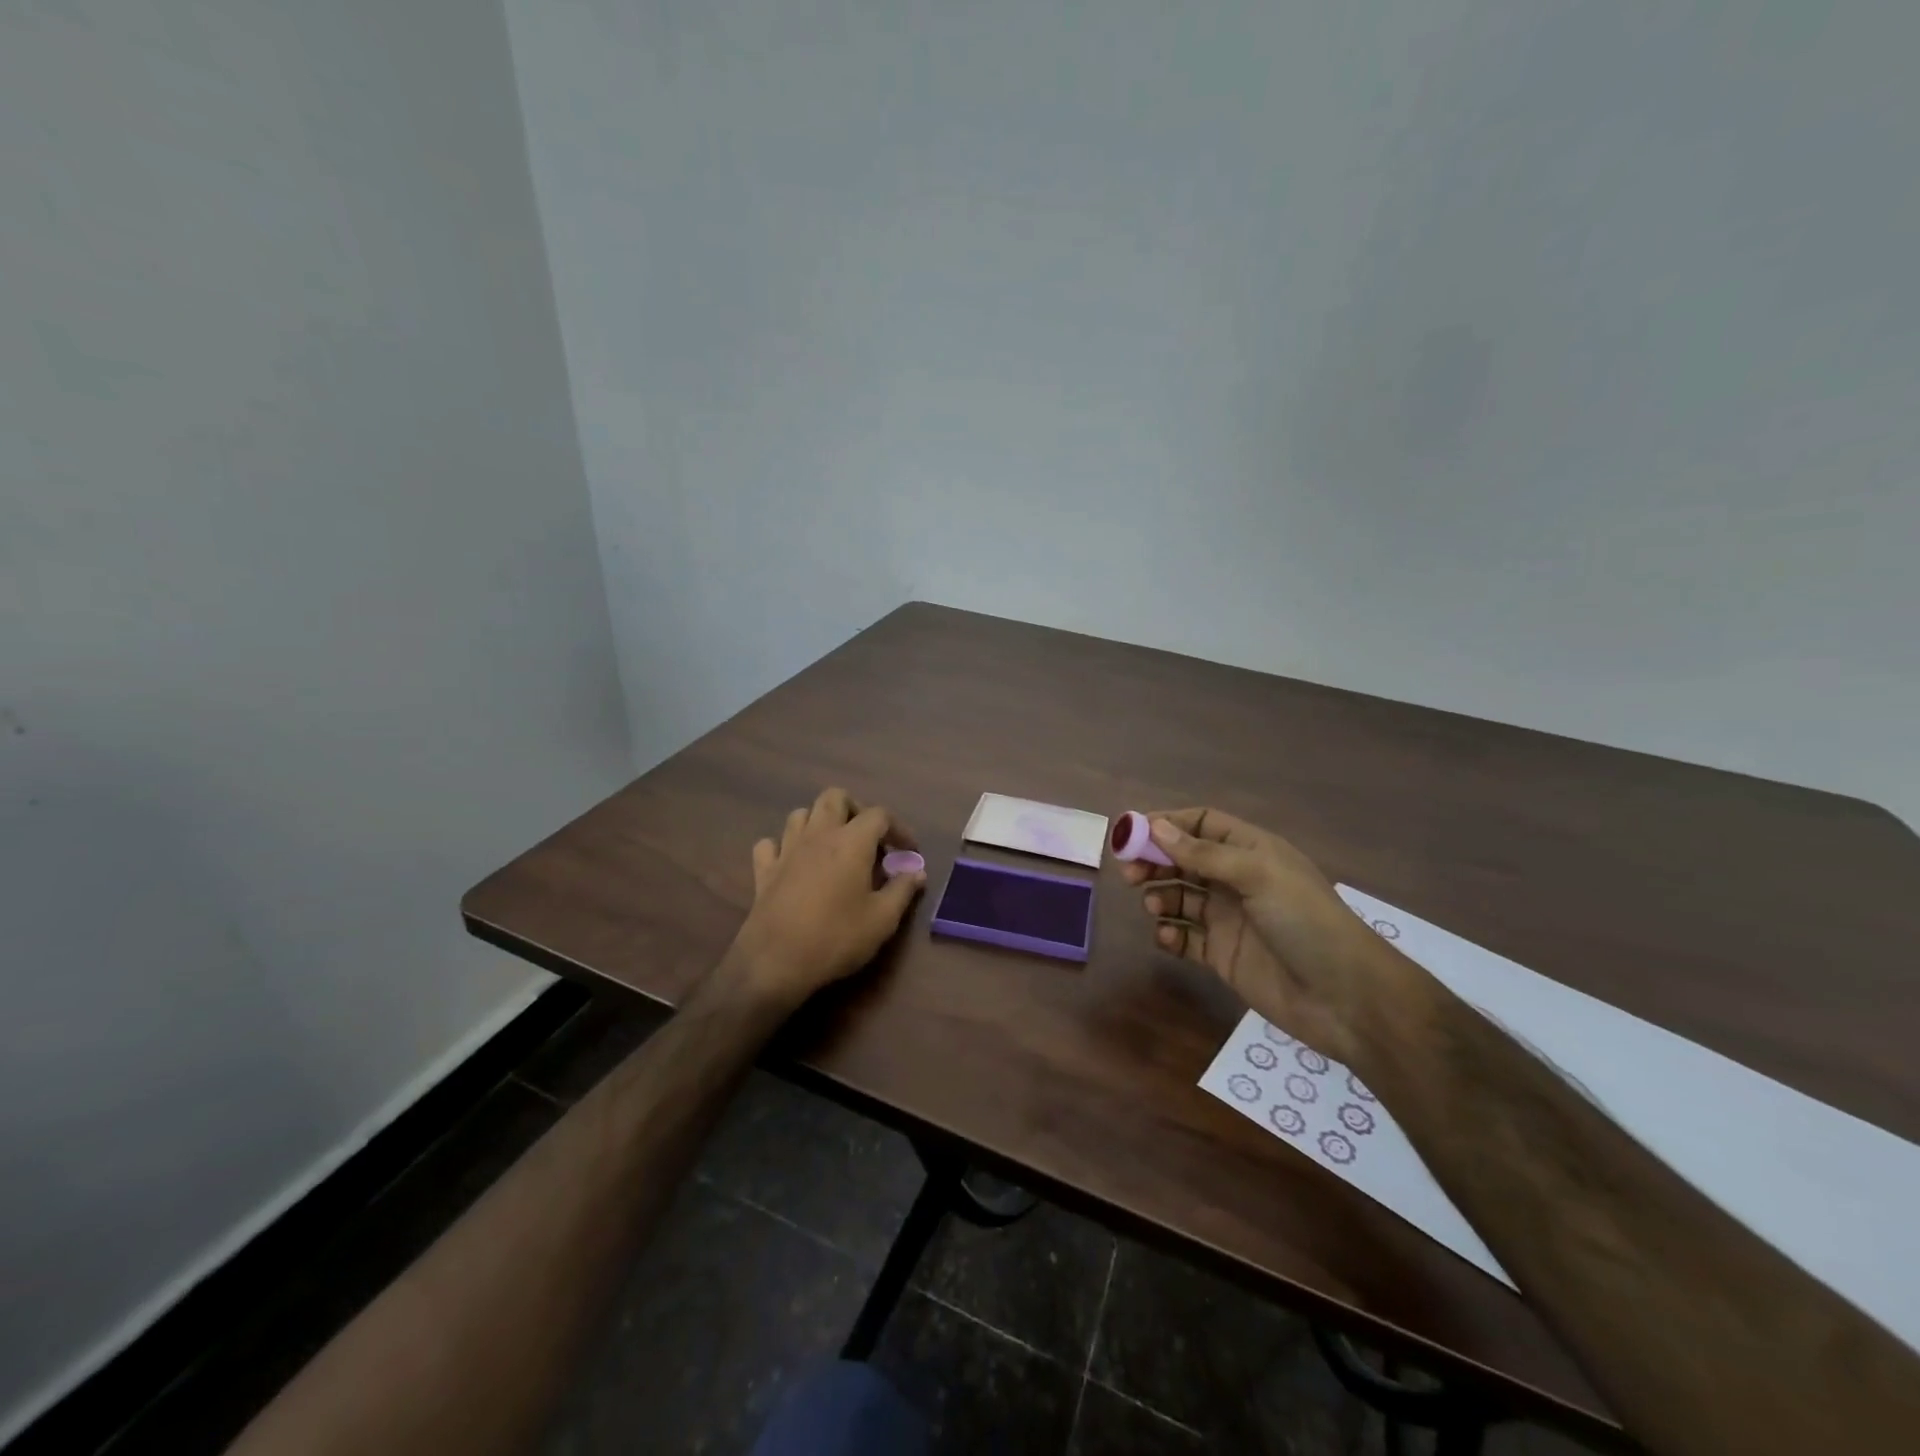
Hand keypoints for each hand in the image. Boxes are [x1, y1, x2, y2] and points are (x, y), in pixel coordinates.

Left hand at [725, 787, 925, 1009]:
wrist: (776, 962)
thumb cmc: (837, 937)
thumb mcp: (883, 919)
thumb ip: (903, 889)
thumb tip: (917, 872)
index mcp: (851, 841)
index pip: (879, 815)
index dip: (898, 828)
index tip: (908, 852)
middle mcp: (818, 834)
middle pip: (835, 797)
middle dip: (855, 809)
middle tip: (868, 838)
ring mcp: (787, 849)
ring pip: (801, 814)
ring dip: (819, 822)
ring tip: (833, 847)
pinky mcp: (764, 870)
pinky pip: (770, 843)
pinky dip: (784, 847)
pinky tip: (793, 863)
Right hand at [1119, 808, 1400, 1064]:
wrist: (1346, 998)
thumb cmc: (1305, 922)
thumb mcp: (1258, 875)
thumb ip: (1205, 854)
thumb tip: (1157, 828)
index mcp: (1251, 851)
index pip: (1202, 824)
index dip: (1167, 824)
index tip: (1131, 832)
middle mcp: (1237, 880)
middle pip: (1184, 859)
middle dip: (1154, 862)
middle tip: (1129, 874)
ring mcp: (1229, 919)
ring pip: (1180, 897)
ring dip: (1160, 896)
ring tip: (1152, 907)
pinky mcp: (1223, 955)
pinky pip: (1186, 938)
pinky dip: (1170, 935)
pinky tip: (1167, 937)